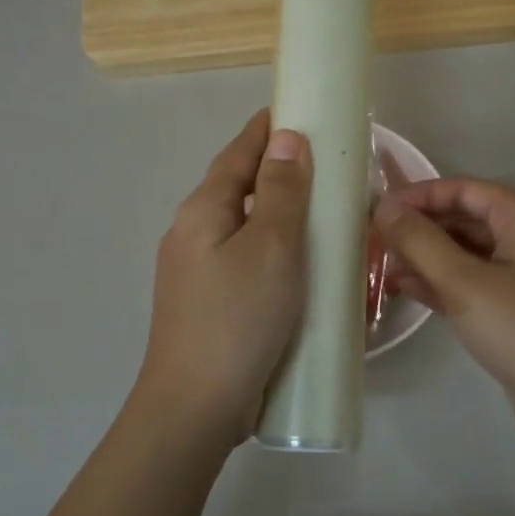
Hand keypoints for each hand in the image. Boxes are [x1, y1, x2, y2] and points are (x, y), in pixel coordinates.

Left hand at [135, 110, 311, 449]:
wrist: (196, 406)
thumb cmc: (239, 318)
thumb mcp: (272, 248)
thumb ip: (281, 192)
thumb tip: (286, 138)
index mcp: (202, 211)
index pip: (238, 153)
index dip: (266, 129)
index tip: (298, 110)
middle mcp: (192, 233)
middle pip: (237, 187)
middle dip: (275, 169)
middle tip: (322, 163)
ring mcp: (195, 271)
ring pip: (241, 225)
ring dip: (275, 211)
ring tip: (317, 210)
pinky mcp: (208, 303)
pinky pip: (244, 259)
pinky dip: (271, 247)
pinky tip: (296, 264)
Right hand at [374, 178, 514, 443]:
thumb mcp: (465, 282)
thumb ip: (420, 242)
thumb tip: (384, 206)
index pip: (465, 189)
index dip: (421, 195)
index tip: (381, 209)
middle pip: (466, 219)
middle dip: (422, 228)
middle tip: (376, 240)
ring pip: (468, 254)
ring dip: (427, 257)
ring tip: (382, 266)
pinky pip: (474, 284)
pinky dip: (443, 283)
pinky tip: (407, 289)